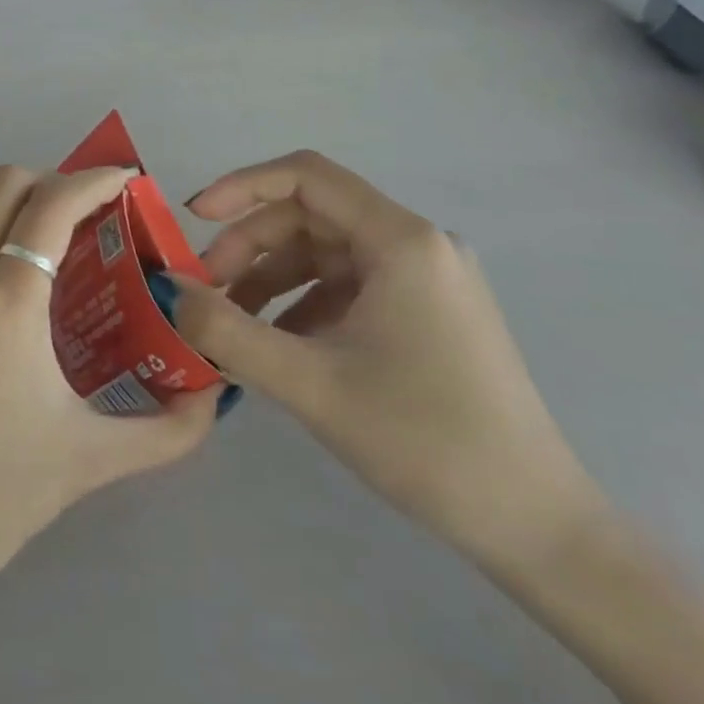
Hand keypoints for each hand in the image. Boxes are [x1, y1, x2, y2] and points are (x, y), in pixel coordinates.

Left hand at [0, 166, 219, 596]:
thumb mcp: (88, 461)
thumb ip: (165, 431)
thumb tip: (211, 397)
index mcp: (5, 301)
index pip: (51, 205)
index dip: (94, 180)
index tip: (129, 180)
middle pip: (5, 185)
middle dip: (55, 182)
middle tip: (98, 218)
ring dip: (25, 209)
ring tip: (72, 251)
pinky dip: (0, 239)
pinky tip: (30, 293)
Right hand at [169, 151, 604, 569]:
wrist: (535, 527)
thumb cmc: (424, 442)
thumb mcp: (310, 384)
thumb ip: (228, 331)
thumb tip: (168, 290)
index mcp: (401, 240)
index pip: (306, 176)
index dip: (242, 186)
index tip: (194, 219)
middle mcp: (417, 244)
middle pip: (311, 216)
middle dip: (250, 246)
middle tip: (207, 292)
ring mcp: (426, 278)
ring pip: (326, 253)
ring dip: (272, 279)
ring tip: (232, 324)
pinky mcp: (427, 311)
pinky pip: (349, 286)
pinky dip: (304, 304)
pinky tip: (278, 345)